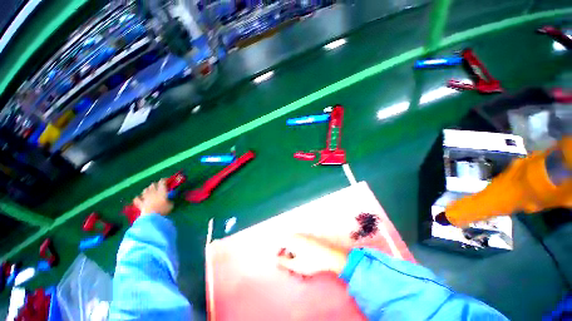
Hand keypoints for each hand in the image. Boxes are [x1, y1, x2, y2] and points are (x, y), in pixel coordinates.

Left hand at [133, 179, 173, 215]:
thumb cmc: (163, 209)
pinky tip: (138, 198)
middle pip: (152, 185)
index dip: (163, 180)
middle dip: (155, 184)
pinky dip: (138, 198)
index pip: (162, 183)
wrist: (152, 216)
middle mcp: (153, 193)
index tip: (165, 180)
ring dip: (147, 189)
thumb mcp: (171, 205)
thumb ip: (170, 201)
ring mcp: (146, 198)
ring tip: (149, 190)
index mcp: (161, 191)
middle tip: (158, 186)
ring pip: (145, 190)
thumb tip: (169, 200)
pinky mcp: (141, 204)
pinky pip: (137, 199)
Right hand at [277, 234, 348, 276]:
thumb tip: (276, 261)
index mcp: (293, 238)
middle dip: (289, 262)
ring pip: (298, 250)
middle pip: (289, 248)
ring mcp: (307, 237)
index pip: (281, 244)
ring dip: (297, 262)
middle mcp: (299, 235)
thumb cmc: (311, 261)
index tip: (279, 263)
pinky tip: (307, 270)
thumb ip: (283, 263)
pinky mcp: (314, 241)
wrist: (331, 257)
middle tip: (291, 273)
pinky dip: (304, 258)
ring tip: (301, 275)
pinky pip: (304, 249)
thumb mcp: (295, 265)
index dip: (278, 254)